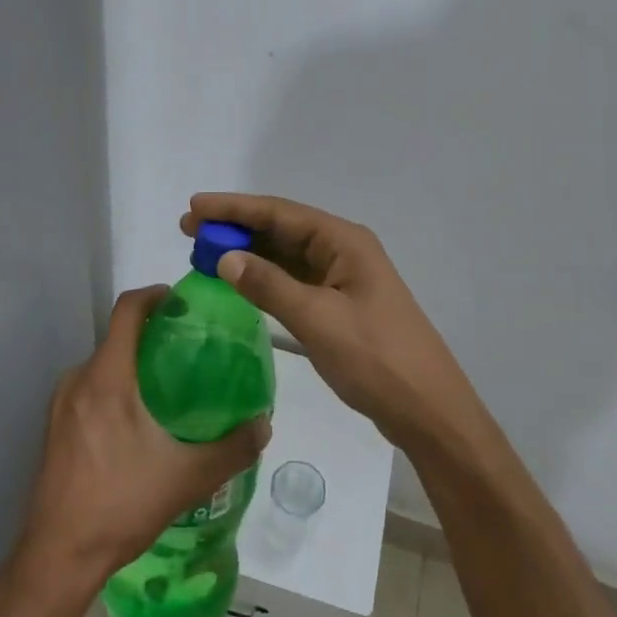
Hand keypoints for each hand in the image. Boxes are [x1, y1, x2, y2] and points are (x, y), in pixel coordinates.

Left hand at [17, 286, 270, 589]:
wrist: (58, 557)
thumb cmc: (121, 505)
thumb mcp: (188, 477)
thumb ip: (232, 448)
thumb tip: (265, 424)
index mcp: (107, 378)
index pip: (127, 310)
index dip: (155, 295)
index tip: (182, 302)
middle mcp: (79, 380)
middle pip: (117, 337)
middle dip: (152, 335)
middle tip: (188, 351)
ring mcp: (61, 405)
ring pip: (103, 366)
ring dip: (133, 365)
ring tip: (168, 388)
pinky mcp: (54, 429)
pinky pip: (89, 390)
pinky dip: (115, 389)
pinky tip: (137, 423)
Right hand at [181, 194, 490, 454]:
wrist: (428, 410)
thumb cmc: (376, 359)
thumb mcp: (318, 320)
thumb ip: (269, 285)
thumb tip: (225, 257)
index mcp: (344, 242)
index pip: (280, 213)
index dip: (235, 208)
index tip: (194, 206)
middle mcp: (343, 251)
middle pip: (282, 229)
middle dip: (236, 228)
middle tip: (189, 229)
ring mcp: (343, 279)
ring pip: (286, 255)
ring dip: (248, 253)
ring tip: (204, 252)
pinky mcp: (340, 305)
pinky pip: (295, 280)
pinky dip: (265, 279)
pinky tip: (240, 282)